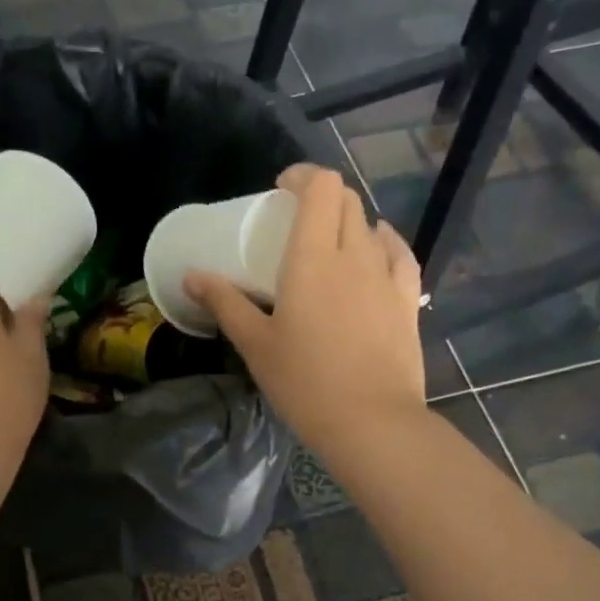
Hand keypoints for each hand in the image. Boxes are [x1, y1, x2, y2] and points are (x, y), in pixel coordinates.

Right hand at [186, 164, 425, 465]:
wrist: (372, 423)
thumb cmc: (305, 383)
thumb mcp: (255, 345)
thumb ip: (225, 303)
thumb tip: (191, 276)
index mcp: (313, 258)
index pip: (322, 188)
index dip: (303, 176)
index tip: (281, 190)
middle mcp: (355, 255)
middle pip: (347, 201)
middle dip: (323, 198)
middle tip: (297, 221)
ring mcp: (387, 277)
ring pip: (372, 227)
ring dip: (350, 223)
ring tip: (331, 244)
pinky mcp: (408, 302)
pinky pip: (399, 256)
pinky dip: (384, 245)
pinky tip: (376, 255)